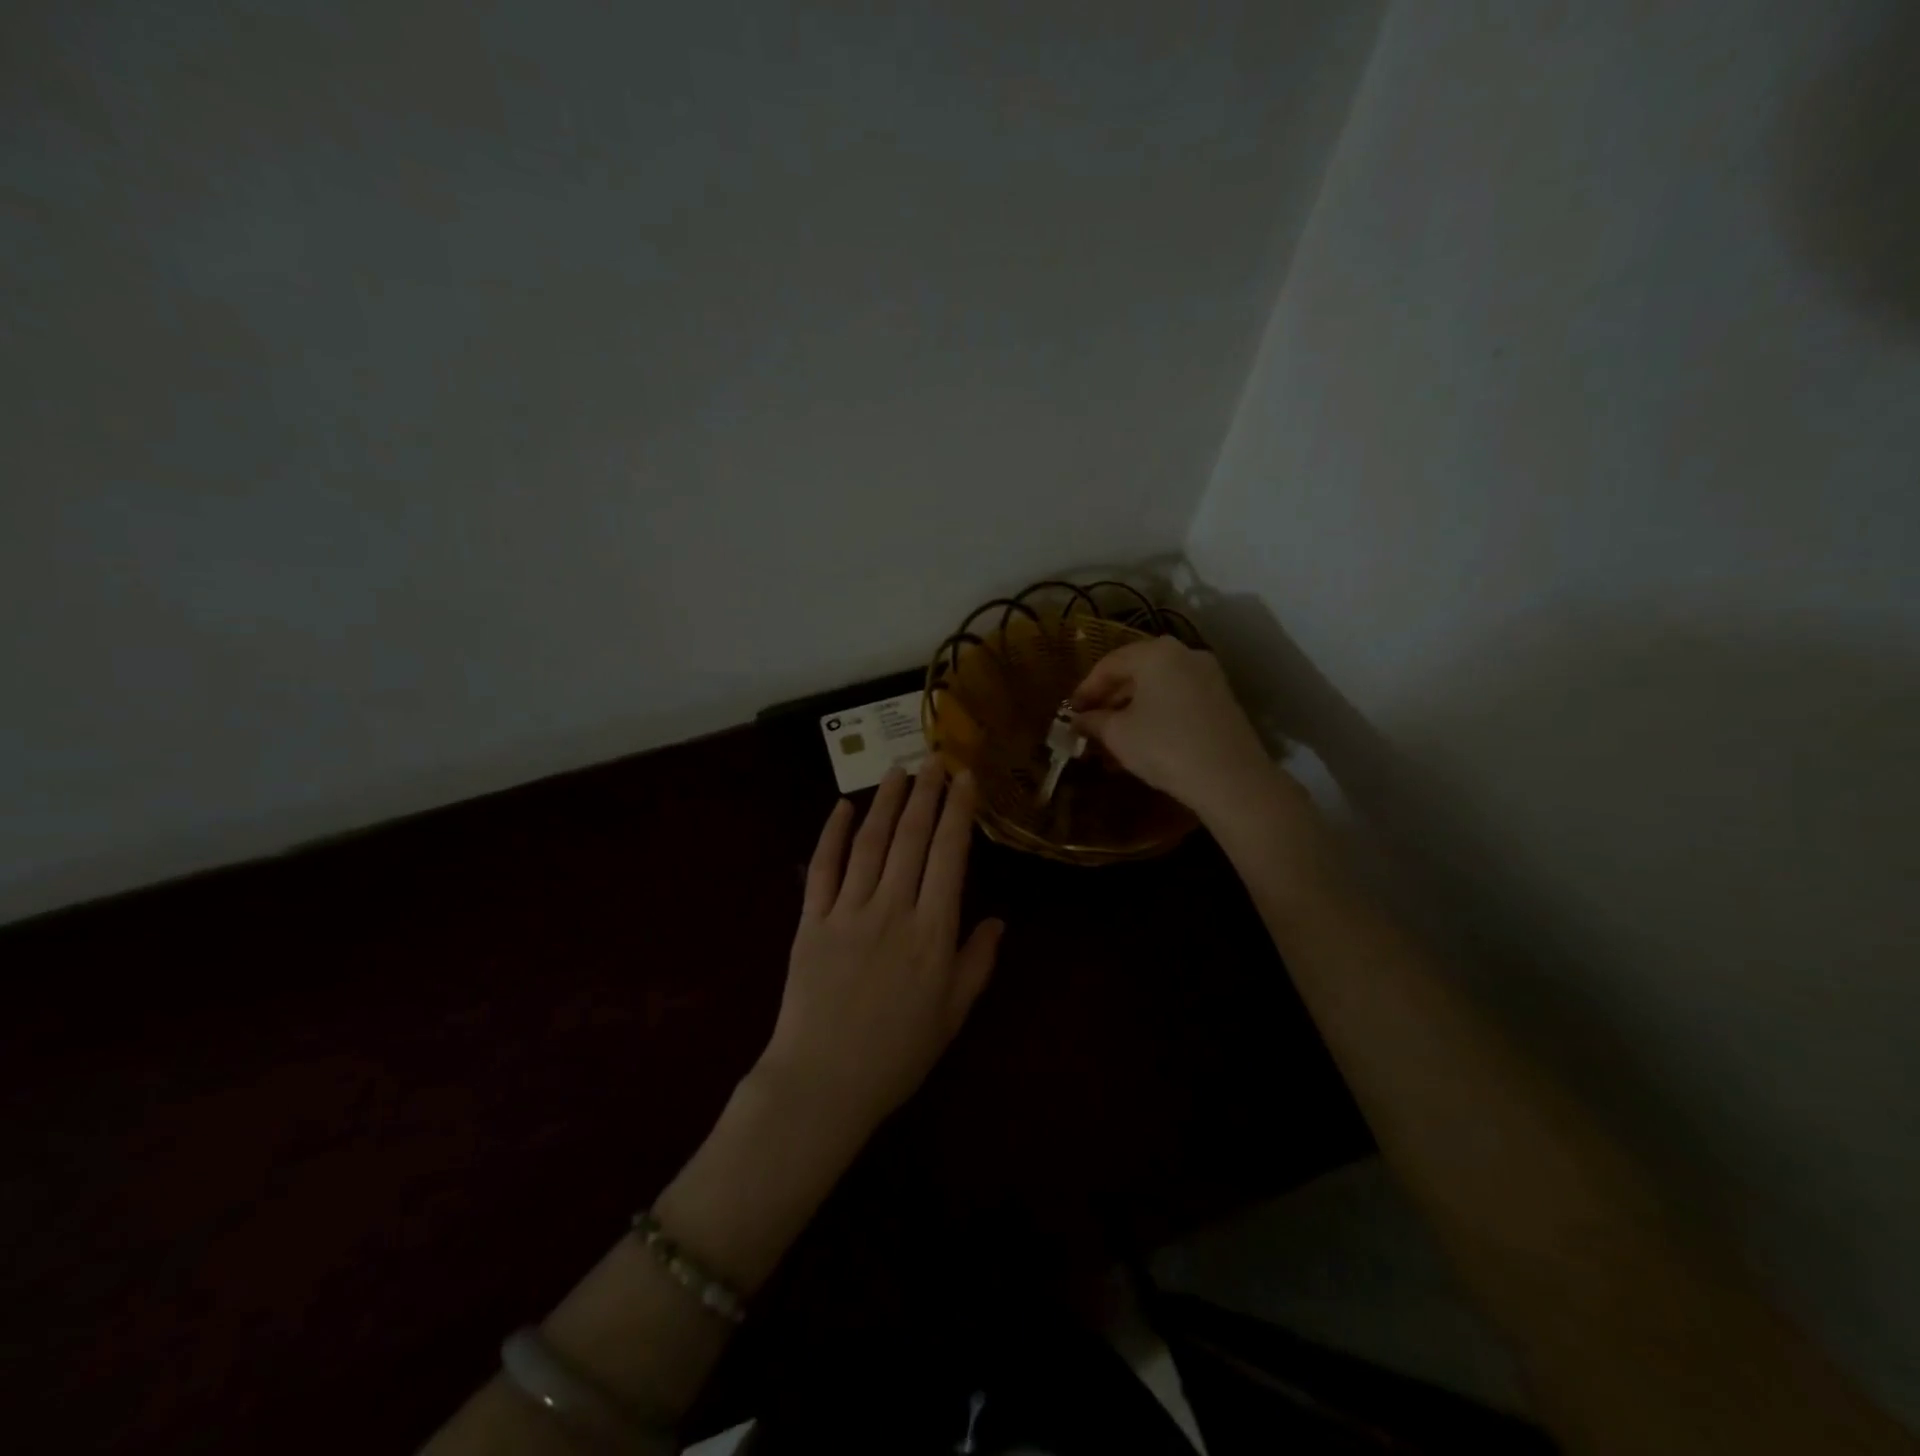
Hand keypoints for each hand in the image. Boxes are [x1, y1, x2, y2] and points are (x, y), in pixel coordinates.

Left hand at [758, 760, 1002, 1138]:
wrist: (822, 1082)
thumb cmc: (897, 1054)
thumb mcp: (953, 1015)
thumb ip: (977, 963)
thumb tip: (998, 920)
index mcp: (932, 931)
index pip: (949, 855)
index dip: (958, 812)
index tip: (965, 777)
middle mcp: (892, 909)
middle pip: (912, 838)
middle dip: (926, 793)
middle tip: (934, 758)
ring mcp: (847, 911)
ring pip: (869, 842)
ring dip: (886, 802)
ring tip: (898, 771)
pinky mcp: (811, 921)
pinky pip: (822, 868)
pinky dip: (831, 834)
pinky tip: (841, 807)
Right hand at [1070, 636, 1274, 822]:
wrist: (1230, 779)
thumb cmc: (1164, 746)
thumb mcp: (1118, 734)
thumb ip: (1093, 721)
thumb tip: (1078, 720)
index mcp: (1156, 653)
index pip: (1109, 664)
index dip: (1085, 689)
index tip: (1071, 713)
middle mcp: (1185, 654)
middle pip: (1136, 672)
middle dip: (1109, 700)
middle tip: (1090, 725)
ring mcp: (1208, 676)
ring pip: (1157, 688)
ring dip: (1131, 710)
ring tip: (1112, 740)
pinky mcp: (1222, 700)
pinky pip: (1177, 699)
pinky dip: (1156, 715)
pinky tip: (1142, 742)